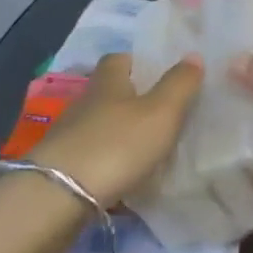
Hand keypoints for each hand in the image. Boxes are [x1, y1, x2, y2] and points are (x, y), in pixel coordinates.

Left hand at [28, 53, 202, 207]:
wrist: (59, 198)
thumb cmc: (117, 145)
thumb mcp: (161, 112)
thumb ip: (180, 84)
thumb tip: (193, 54)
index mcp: (108, 82)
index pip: (119, 59)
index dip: (138, 62)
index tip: (159, 73)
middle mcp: (84, 103)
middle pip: (109, 93)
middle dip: (132, 100)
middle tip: (162, 113)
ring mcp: (68, 137)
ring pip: (100, 126)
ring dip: (120, 134)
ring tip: (148, 148)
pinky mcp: (61, 169)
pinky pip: (92, 157)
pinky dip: (108, 163)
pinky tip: (126, 177)